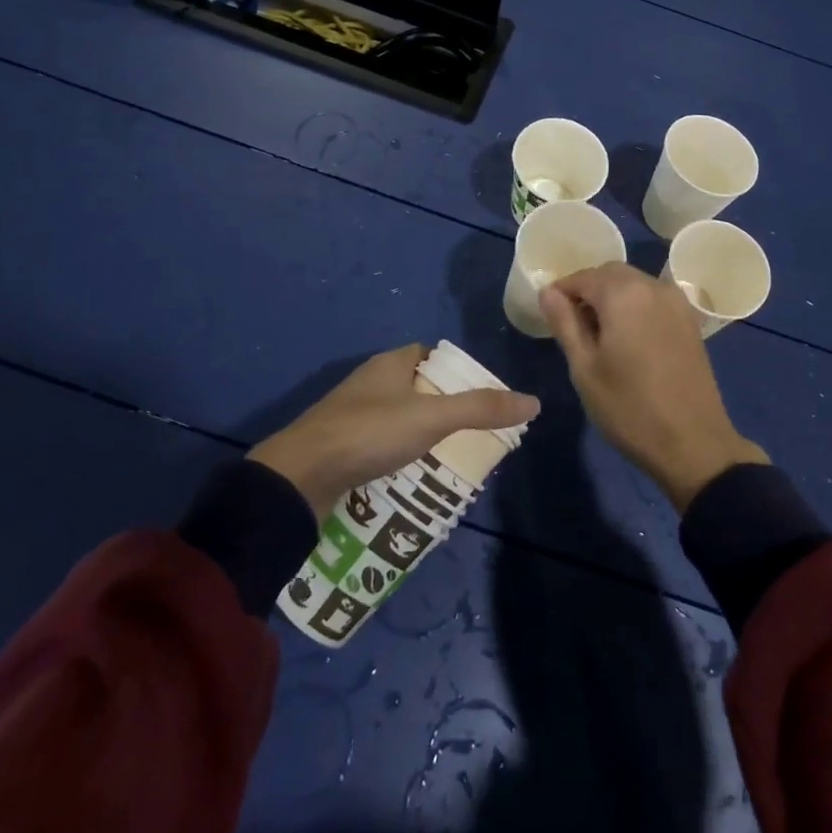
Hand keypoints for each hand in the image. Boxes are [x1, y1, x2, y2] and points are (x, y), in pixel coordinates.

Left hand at [249, 345, 539, 517]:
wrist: (298, 476)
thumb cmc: (369, 432)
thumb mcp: (432, 418)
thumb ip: (481, 408)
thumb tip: (533, 401)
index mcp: (390, 364)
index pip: (429, 355)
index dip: (455, 371)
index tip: (479, 394)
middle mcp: (369, 383)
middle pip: (415, 387)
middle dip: (441, 406)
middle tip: (470, 431)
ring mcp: (350, 415)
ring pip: (396, 417)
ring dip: (419, 433)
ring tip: (448, 456)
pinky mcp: (339, 446)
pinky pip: (378, 443)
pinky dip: (397, 454)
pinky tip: (411, 475)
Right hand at [540, 264, 766, 512]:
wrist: (694, 444)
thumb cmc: (629, 408)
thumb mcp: (584, 368)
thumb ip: (564, 323)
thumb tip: (548, 292)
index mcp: (624, 293)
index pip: (582, 276)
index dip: (561, 292)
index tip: (549, 315)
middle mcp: (654, 286)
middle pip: (610, 274)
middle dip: (587, 291)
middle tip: (571, 326)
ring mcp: (677, 303)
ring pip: (634, 285)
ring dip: (612, 298)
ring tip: (598, 336)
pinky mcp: (690, 321)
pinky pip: (653, 299)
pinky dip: (634, 307)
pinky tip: (627, 340)